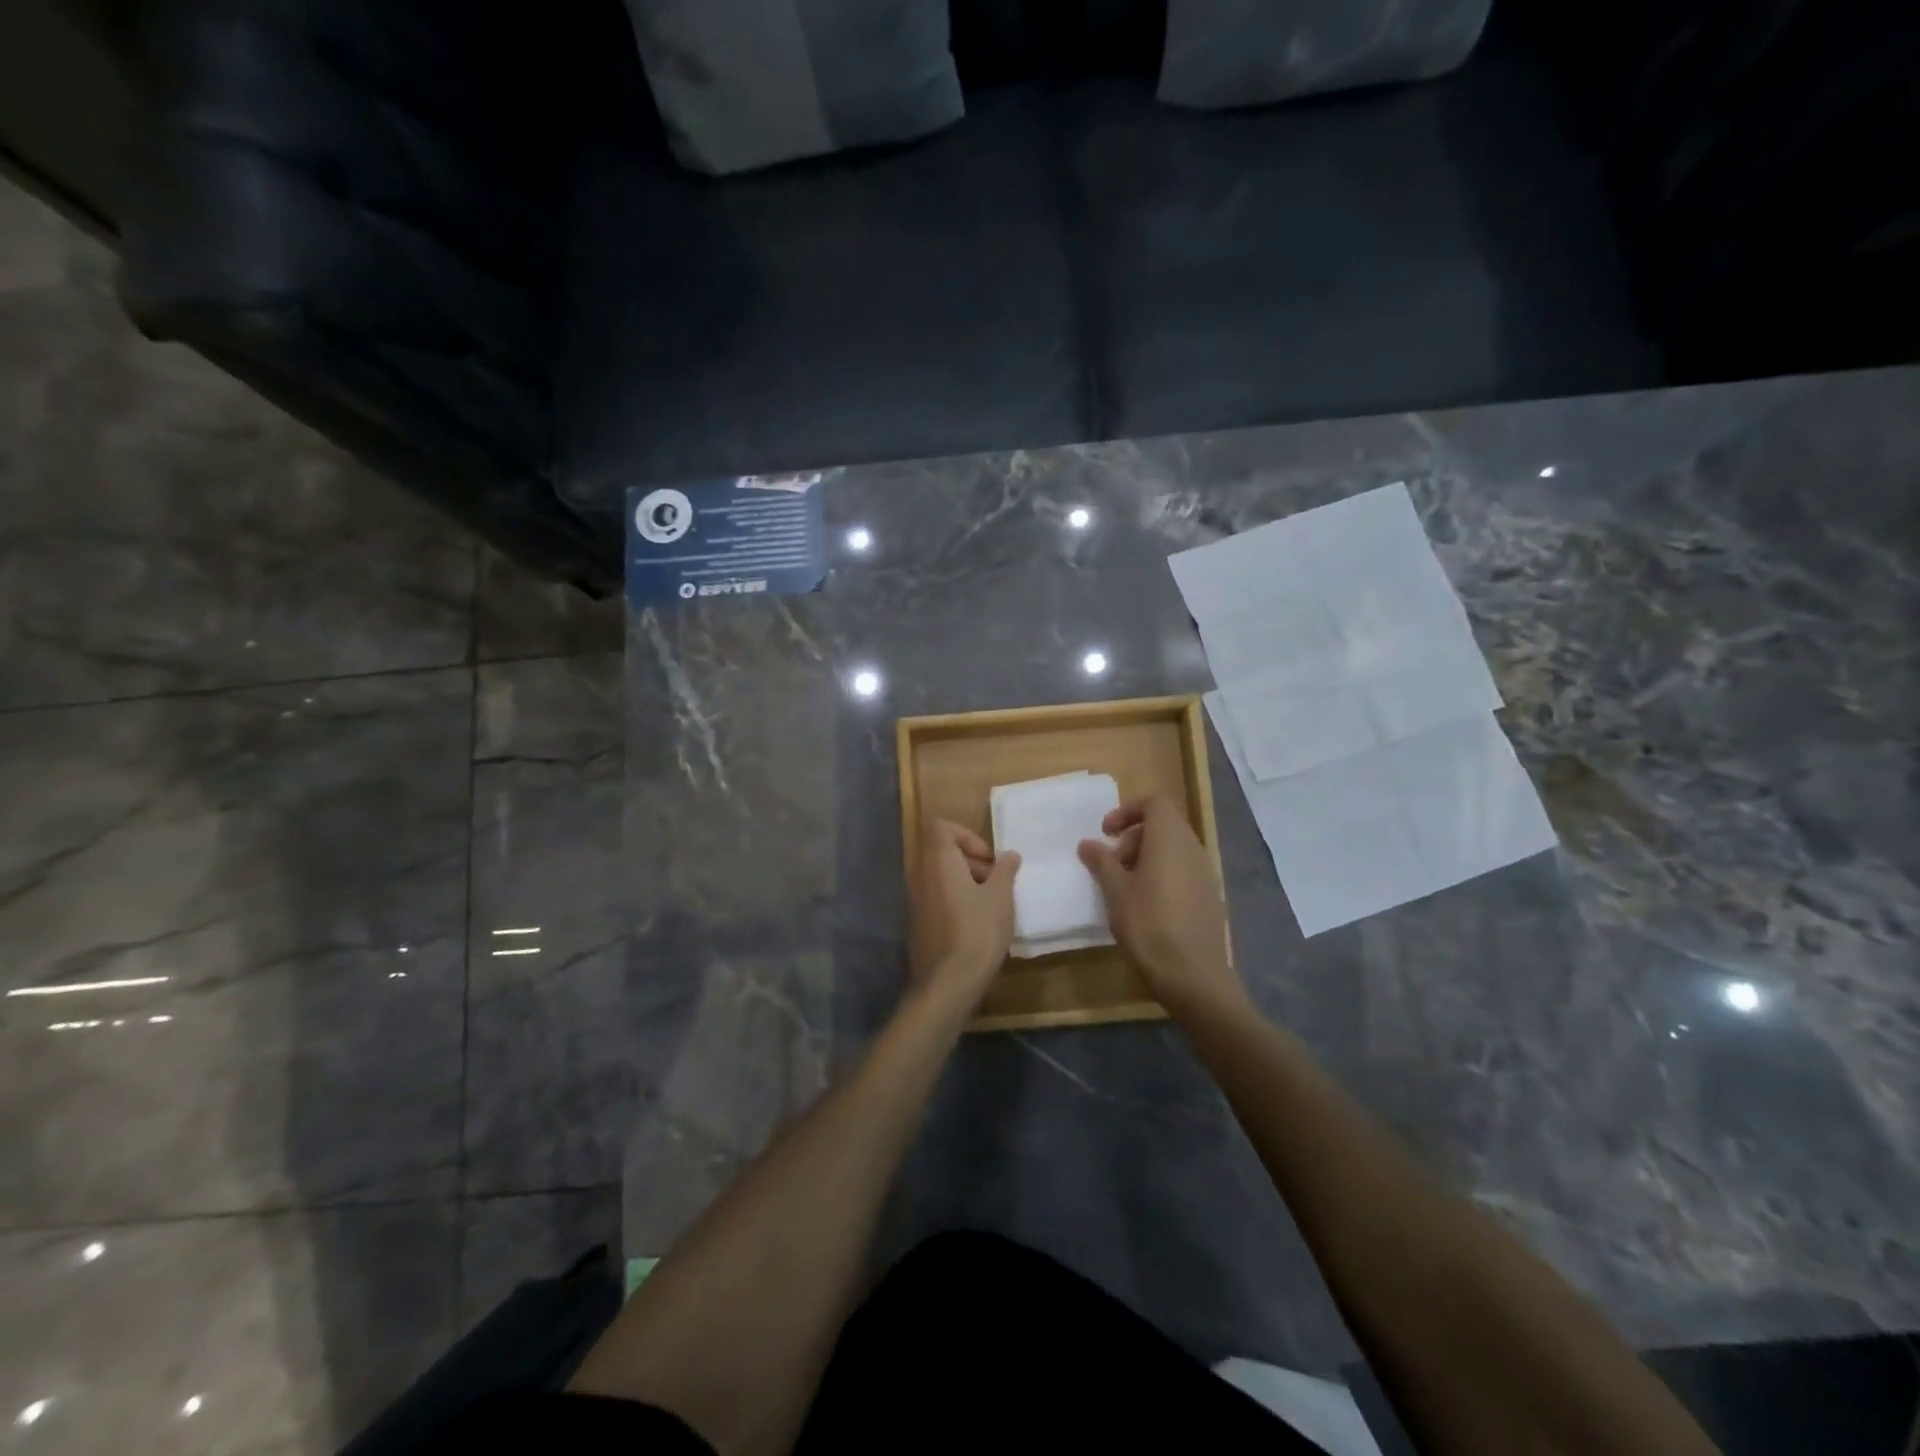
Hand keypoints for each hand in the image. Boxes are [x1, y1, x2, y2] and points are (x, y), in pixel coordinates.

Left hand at [909, 819, 1020, 1008]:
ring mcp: (916, 900)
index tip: (988, 858)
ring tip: (991, 905)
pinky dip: (955, 900)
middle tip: (995, 882)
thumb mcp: (1001, 897)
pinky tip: (977, 924)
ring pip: (940, 876)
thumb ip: (1005, 870)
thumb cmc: (978, 931)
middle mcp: (921, 875)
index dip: (966, 835)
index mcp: (939, 862)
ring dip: (966, 882)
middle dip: (971, 860)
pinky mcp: (918, 923)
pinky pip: (937, 898)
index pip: (941, 827)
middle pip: (941, 851)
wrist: (949, 982)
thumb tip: (1009, 855)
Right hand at [1078, 795, 1243, 1019]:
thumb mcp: (1115, 891)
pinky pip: (1183, 871)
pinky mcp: (1210, 896)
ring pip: (1173, 849)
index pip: (1154, 803)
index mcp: (1170, 839)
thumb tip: (1088, 843)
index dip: (1127, 810)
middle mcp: (1192, 848)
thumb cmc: (1148, 924)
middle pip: (1163, 825)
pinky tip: (1147, 906)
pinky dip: (1162, 874)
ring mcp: (1205, 873)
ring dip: (1146, 857)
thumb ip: (1101, 861)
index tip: (1106, 833)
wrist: (1192, 974)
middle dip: (1133, 837)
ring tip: (1125, 887)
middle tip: (1111, 864)